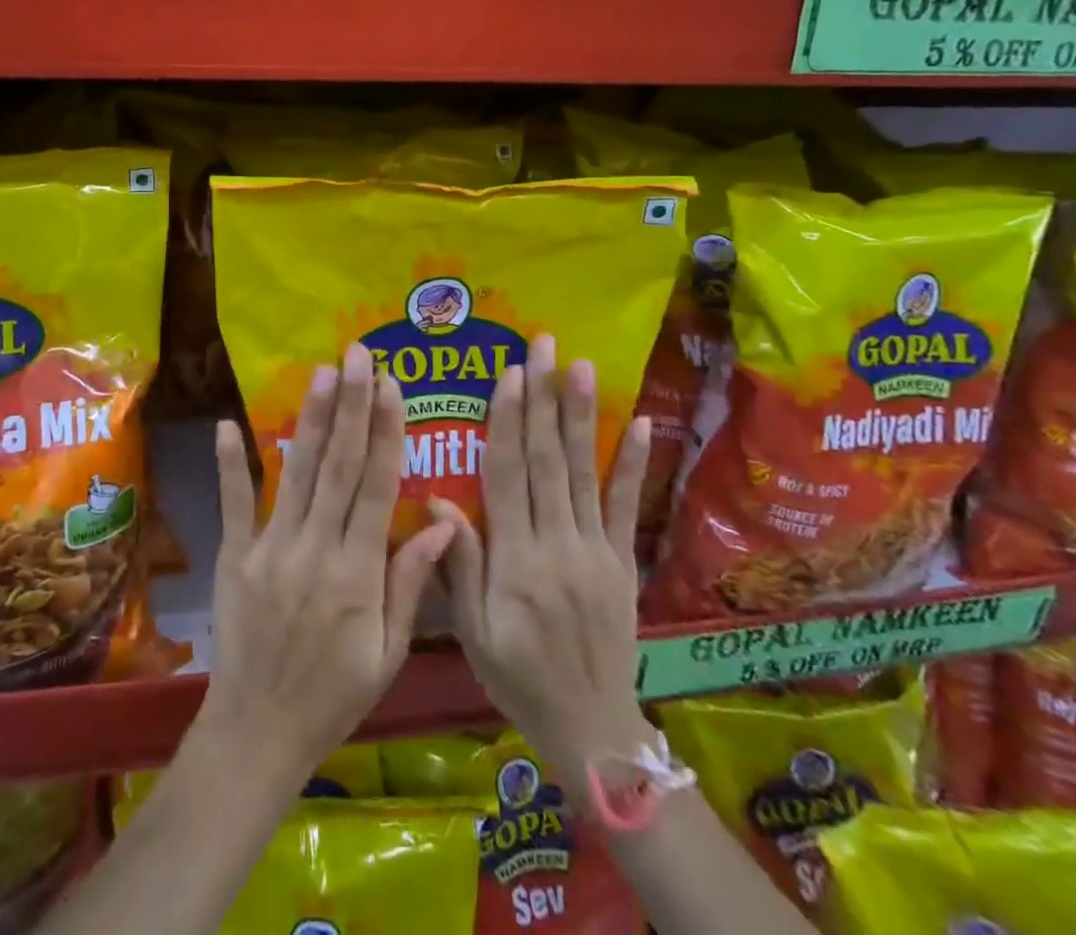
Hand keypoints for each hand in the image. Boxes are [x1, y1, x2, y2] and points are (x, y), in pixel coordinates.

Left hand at [198, 342, 454, 789]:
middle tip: (357, 356)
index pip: (376, 487)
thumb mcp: (388, 652)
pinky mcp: (234, 556)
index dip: (385, 432)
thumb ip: (410, 583)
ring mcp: (270, 548)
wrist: (259, 731)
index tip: (392, 386)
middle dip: (351, 406)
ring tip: (322, 373)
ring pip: (295, 473)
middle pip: (338, 465)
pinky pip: (233, 504)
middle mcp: (315, 548)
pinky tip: (227, 424)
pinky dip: (230, 464)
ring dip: (310, 420)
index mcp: (357, 572)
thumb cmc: (334, 695)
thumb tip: (444, 524)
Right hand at [434, 334, 655, 783]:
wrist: (592, 728)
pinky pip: (628, 507)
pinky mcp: (623, 561)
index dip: (508, 421)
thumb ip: (457, 565)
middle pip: (548, 459)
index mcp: (516, 559)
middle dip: (543, 397)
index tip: (508, 373)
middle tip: (543, 346)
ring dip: (581, 415)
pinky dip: (633, 464)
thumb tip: (434, 501)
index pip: (509, 475)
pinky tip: (640, 424)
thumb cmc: (518, 677)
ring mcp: (596, 549)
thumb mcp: (473, 633)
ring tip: (580, 365)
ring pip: (584, 471)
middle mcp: (558, 543)